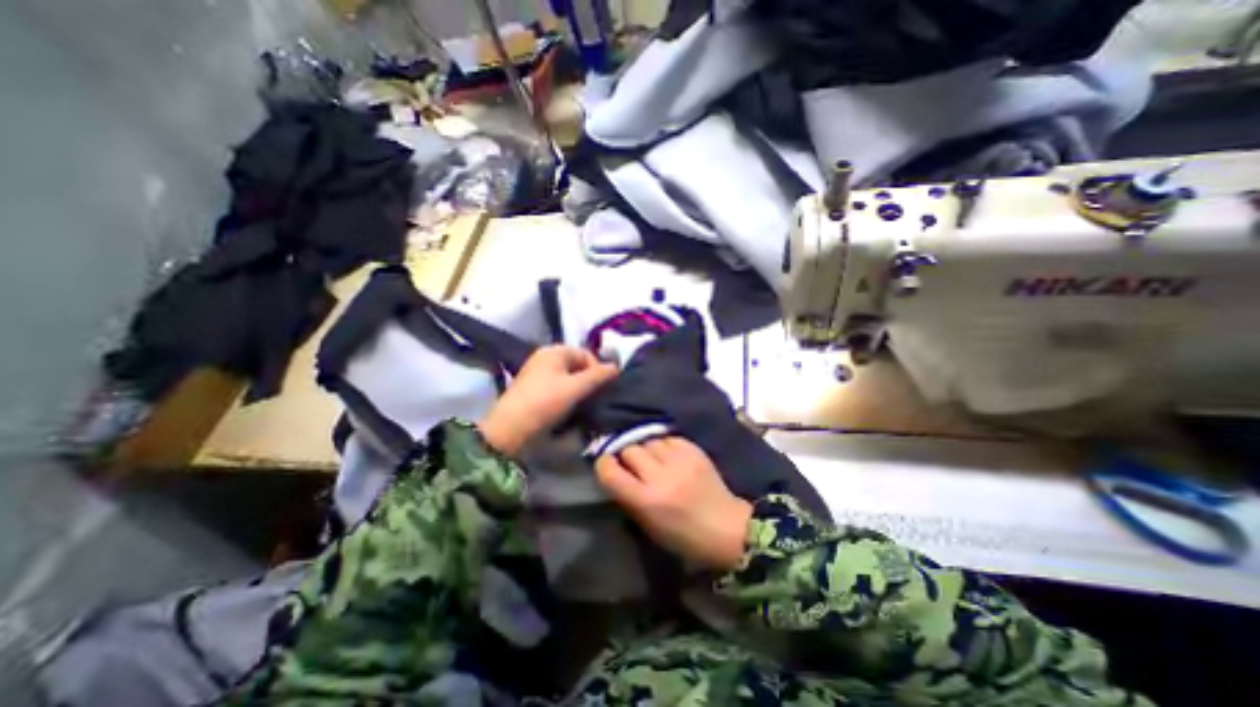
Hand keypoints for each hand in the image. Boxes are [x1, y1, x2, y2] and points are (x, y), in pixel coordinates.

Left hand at [477, 345, 617, 455]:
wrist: (510, 431)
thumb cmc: (544, 402)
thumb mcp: (575, 388)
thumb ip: (598, 376)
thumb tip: (617, 367)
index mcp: (553, 351)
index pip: (586, 354)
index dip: (597, 370)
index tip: (601, 390)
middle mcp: (545, 358)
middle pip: (578, 366)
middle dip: (589, 381)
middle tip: (594, 399)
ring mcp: (538, 374)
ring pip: (569, 378)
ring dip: (579, 390)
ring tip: (584, 406)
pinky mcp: (534, 391)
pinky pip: (559, 388)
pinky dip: (568, 396)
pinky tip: (571, 410)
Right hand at [596, 438, 751, 569]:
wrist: (727, 527)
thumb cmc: (683, 537)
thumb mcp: (648, 526)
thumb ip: (628, 497)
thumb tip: (613, 472)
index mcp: (646, 500)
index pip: (610, 471)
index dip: (604, 465)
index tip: (606, 465)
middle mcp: (660, 476)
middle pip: (630, 449)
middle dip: (627, 456)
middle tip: (634, 466)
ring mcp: (679, 460)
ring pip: (649, 440)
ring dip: (647, 450)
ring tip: (654, 460)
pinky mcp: (694, 450)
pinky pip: (668, 438)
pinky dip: (665, 446)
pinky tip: (670, 457)